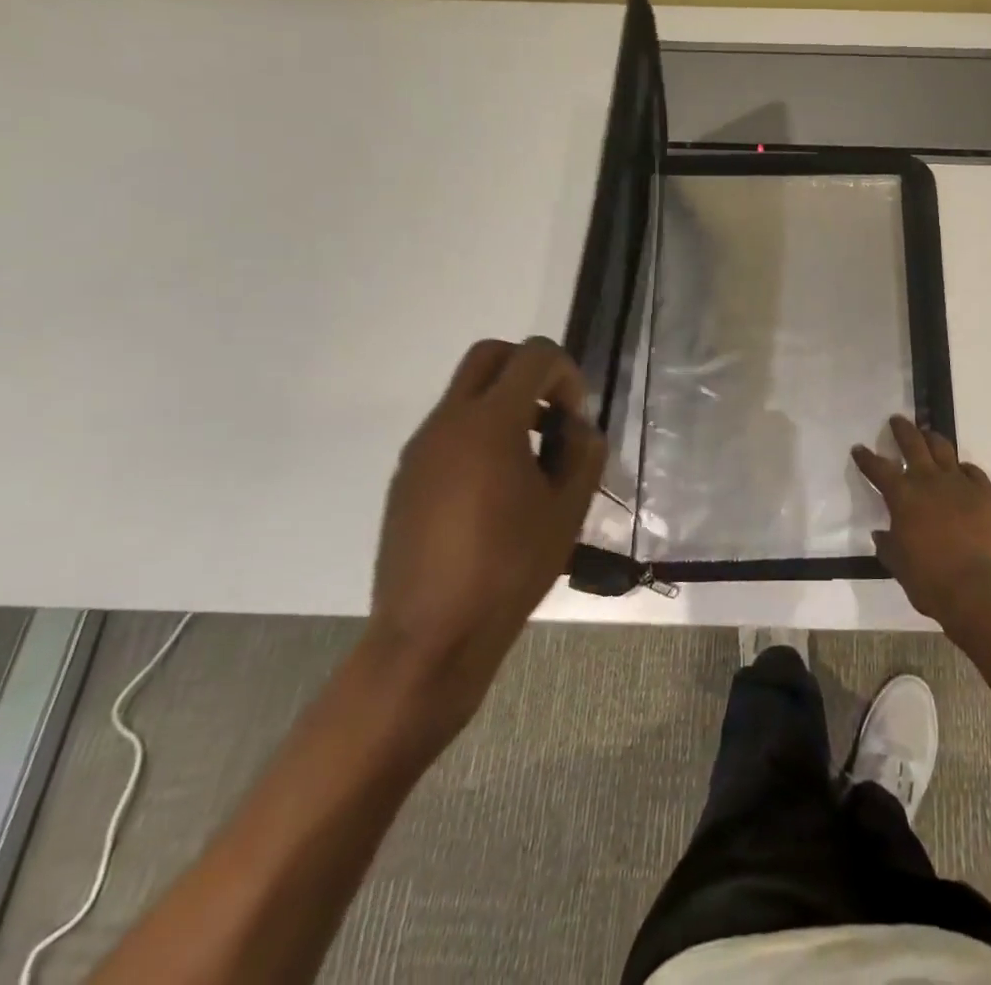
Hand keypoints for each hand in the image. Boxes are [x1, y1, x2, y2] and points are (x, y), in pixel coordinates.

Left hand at [365, 337, 606, 734]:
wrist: (430, 636)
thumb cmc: (510, 568)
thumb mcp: (568, 508)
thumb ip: (584, 452)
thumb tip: (578, 427)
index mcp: (490, 423)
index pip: (533, 356)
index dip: (567, 374)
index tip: (576, 418)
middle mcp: (447, 422)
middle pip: (489, 356)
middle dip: (529, 370)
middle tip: (553, 415)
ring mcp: (420, 449)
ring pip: (466, 392)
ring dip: (505, 404)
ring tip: (532, 461)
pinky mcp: (406, 477)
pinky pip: (449, 429)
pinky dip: (480, 434)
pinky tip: (497, 489)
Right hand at [853, 415, 990, 630]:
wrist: (981, 589)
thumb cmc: (931, 581)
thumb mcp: (899, 566)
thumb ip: (888, 546)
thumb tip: (881, 534)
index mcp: (903, 497)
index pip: (878, 469)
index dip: (866, 458)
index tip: (859, 449)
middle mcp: (929, 481)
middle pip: (913, 444)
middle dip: (902, 430)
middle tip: (897, 420)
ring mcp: (961, 484)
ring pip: (944, 450)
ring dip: (932, 439)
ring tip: (928, 434)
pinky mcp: (986, 493)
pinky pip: (973, 471)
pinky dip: (963, 468)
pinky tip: (962, 470)